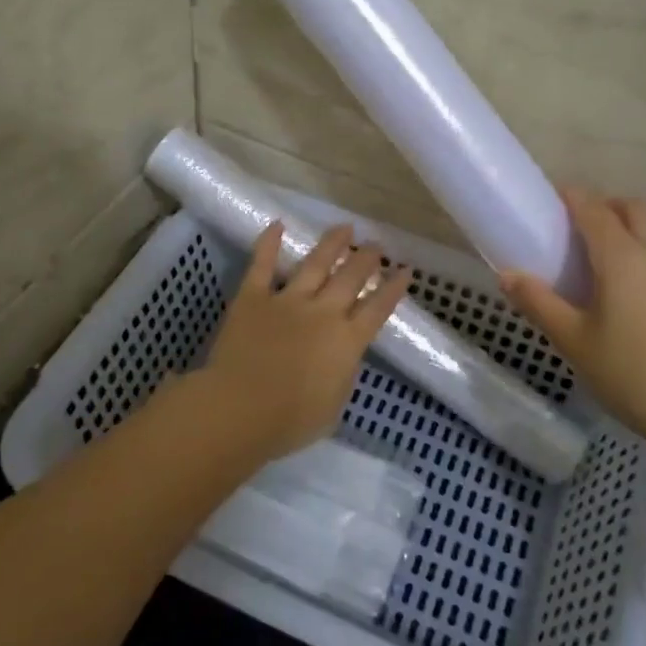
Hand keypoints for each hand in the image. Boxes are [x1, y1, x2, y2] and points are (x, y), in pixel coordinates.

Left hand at [191, 221, 412, 461]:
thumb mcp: (333, 406)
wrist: (239, 409)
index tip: (405, 269)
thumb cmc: (290, 421)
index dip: (393, 288)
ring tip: (344, 228)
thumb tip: (342, 356)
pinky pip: (262, 265)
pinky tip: (277, 225)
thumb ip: (342, 374)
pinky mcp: (253, 298)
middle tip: (376, 244)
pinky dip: (269, 244)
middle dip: (366, 258)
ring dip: (332, 244)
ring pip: (315, 263)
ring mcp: (287, 301)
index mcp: (347, 341)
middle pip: (351, 278)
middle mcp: (323, 312)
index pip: (378, 308)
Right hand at [501, 187, 645, 463]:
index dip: (568, 196)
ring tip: (583, 263)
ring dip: (619, 232)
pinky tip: (610, 294)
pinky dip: (631, 257)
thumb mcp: (574, 341)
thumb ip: (539, 304)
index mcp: (622, 256)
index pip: (592, 207)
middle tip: (567, 230)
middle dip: (600, 207)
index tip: (541, 200)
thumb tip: (508, 275)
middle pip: (630, 210)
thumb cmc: (633, 373)